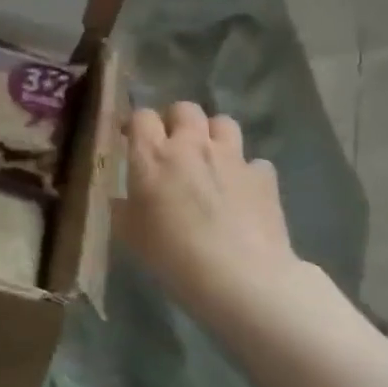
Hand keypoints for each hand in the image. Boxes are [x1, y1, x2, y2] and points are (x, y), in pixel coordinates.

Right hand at [119, 102, 305, 322]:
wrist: (241, 278)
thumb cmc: (173, 255)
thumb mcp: (131, 234)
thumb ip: (125, 208)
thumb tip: (123, 200)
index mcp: (152, 156)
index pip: (141, 116)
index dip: (137, 125)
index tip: (132, 140)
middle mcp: (191, 145)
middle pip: (184, 108)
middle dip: (177, 120)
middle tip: (173, 145)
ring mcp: (232, 158)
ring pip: (223, 123)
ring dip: (214, 135)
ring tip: (210, 158)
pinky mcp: (264, 177)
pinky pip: (254, 162)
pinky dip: (246, 171)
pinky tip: (243, 191)